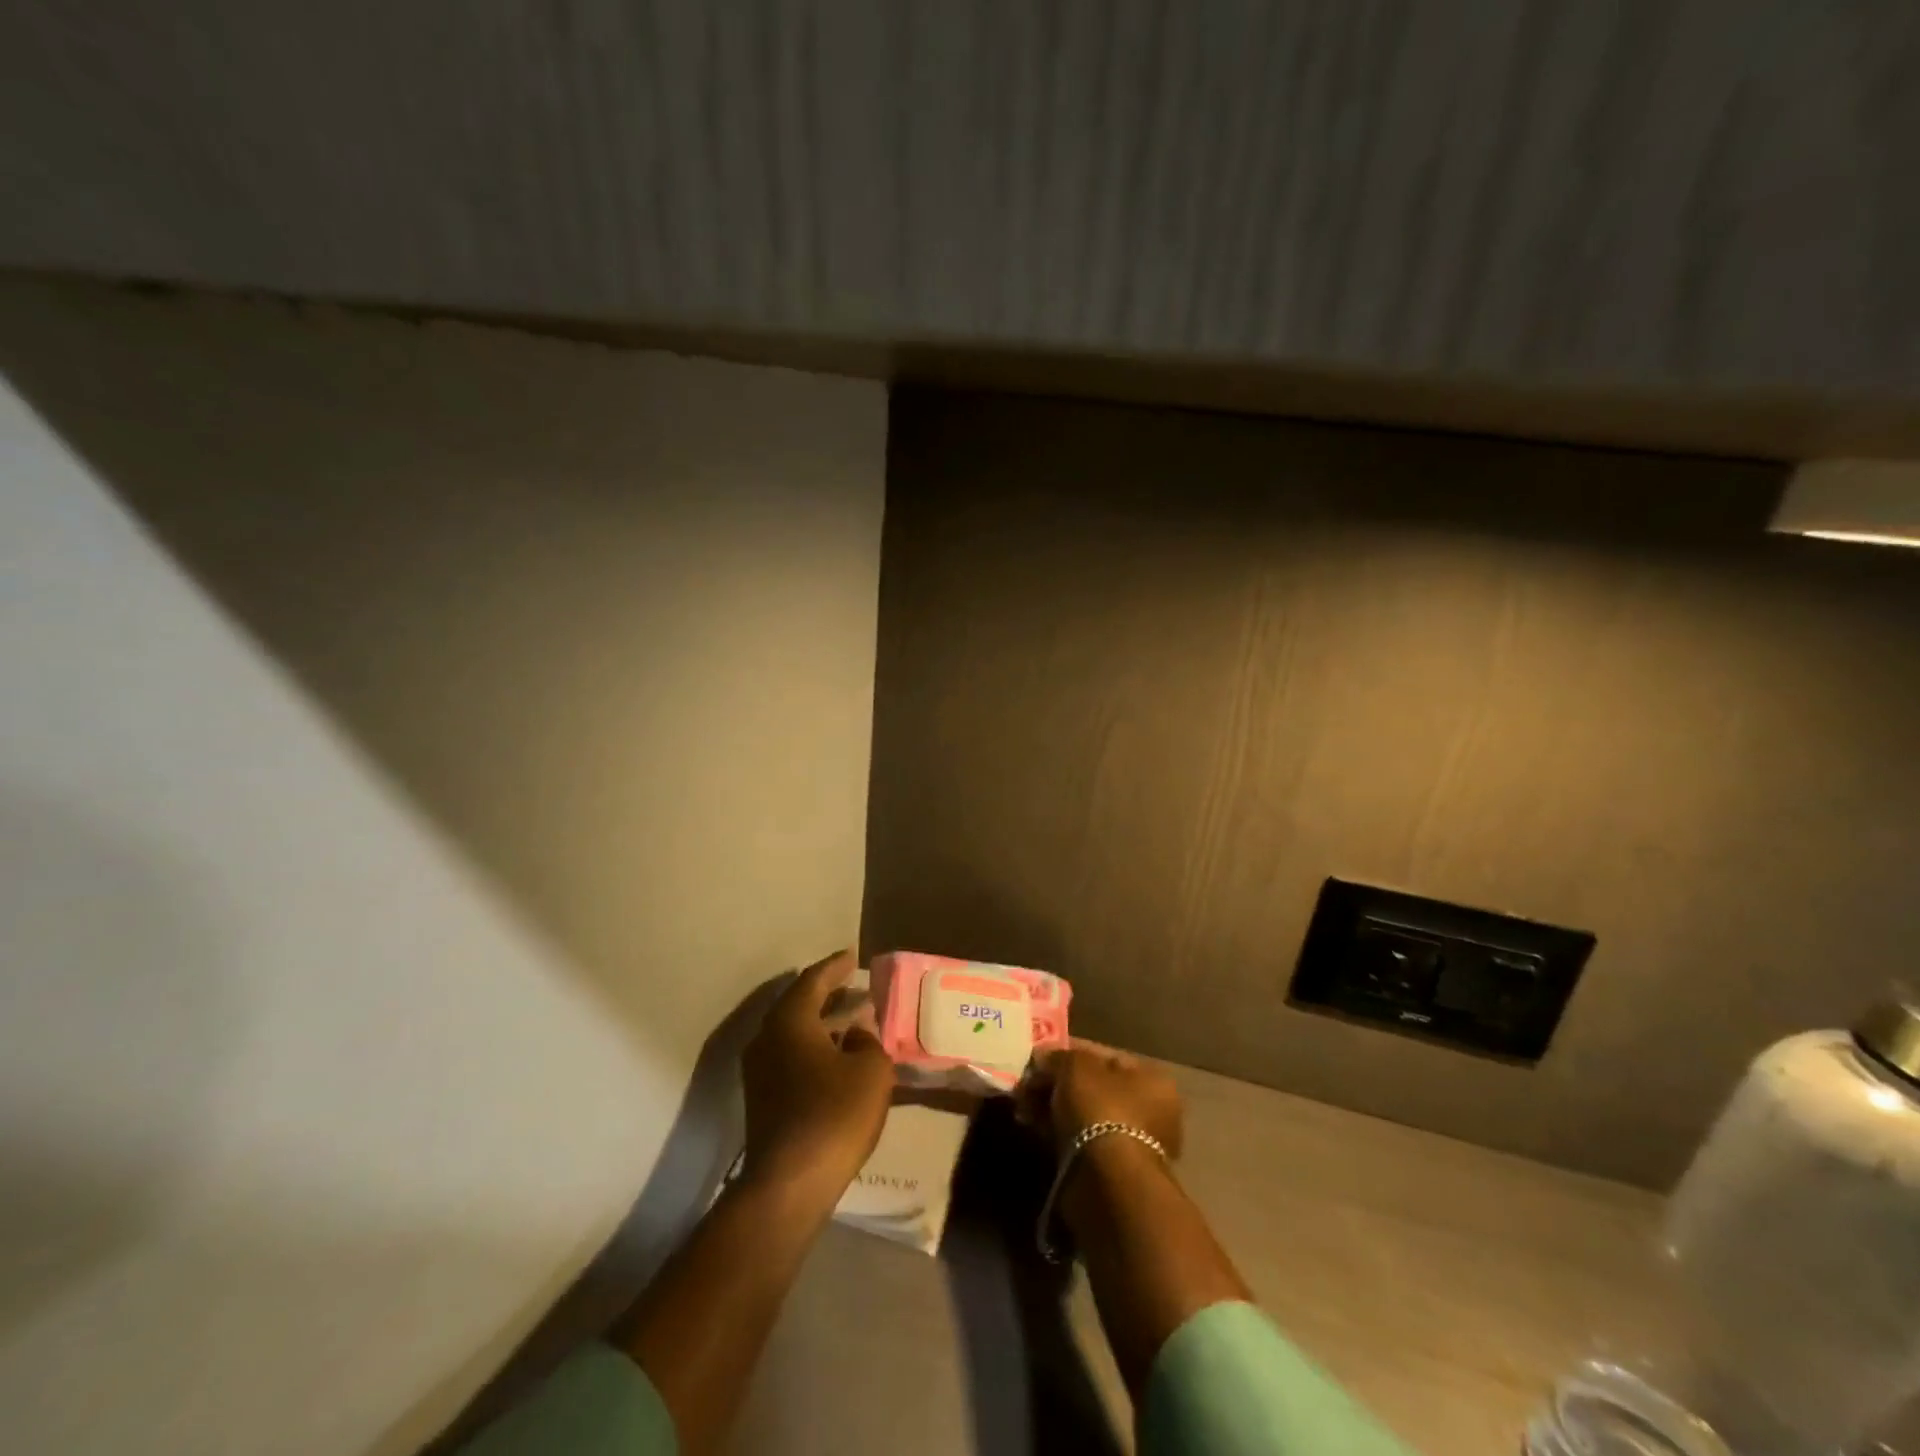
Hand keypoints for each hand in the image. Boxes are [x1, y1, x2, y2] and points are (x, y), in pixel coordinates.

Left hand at [740, 951, 893, 1208]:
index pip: (813, 980)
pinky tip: (837, 1057)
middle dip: (829, 994)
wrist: (788, 1185)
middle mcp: (767, 1038)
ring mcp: (760, 1070)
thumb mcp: (871, 1071)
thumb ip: (868, 1042)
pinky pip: (790, 1055)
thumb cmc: (833, 1116)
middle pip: (799, 1003)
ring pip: (793, 1032)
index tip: (853, 955)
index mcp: (790, 1021)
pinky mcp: (762, 1098)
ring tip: (852, 1019)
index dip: (835, 966)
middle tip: (856, 986)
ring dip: (822, 1022)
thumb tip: (856, 1032)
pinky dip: (813, 1046)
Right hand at [1022, 1039, 1184, 1159]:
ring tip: (1022, 1105)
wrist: (1106, 1182)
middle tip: (1026, 1083)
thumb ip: (1058, 1056)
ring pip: (1082, 1115)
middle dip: (1057, 1083)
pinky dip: (1054, 1132)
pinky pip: (1077, 1140)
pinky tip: (1030, 1125)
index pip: (1104, 1056)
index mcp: (1152, 1079)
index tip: (1039, 1057)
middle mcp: (1149, 1110)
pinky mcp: (1109, 1171)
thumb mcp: (1075, 1066)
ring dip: (1052, 1107)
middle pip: (1092, 1087)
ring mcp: (1130, 1143)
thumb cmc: (1100, 1109)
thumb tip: (1042, 1059)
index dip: (1068, 1052)